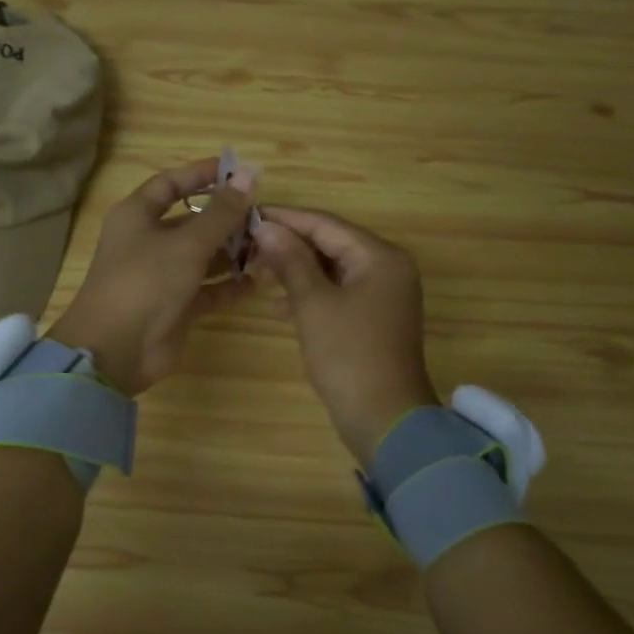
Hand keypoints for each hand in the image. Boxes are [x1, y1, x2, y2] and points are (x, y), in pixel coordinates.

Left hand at [47, 159, 255, 395]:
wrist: (116, 349)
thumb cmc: (146, 282)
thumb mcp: (186, 244)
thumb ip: (221, 212)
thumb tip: (248, 176)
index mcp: (138, 216)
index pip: (171, 184)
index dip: (202, 174)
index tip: (238, 170)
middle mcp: (148, 242)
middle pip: (192, 221)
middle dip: (227, 219)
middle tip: (265, 217)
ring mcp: (162, 276)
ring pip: (203, 256)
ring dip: (233, 253)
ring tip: (270, 248)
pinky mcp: (176, 307)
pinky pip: (208, 290)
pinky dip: (230, 285)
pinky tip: (259, 281)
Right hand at [250, 206, 438, 466]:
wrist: (385, 418)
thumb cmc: (348, 355)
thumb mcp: (313, 304)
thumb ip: (290, 261)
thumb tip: (266, 226)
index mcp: (380, 256)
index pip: (325, 224)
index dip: (285, 218)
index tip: (247, 215)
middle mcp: (387, 267)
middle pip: (331, 243)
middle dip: (289, 245)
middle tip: (246, 248)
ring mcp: (383, 294)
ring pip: (332, 269)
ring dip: (296, 270)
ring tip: (256, 274)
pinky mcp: (374, 317)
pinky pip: (338, 292)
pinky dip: (311, 294)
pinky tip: (279, 307)